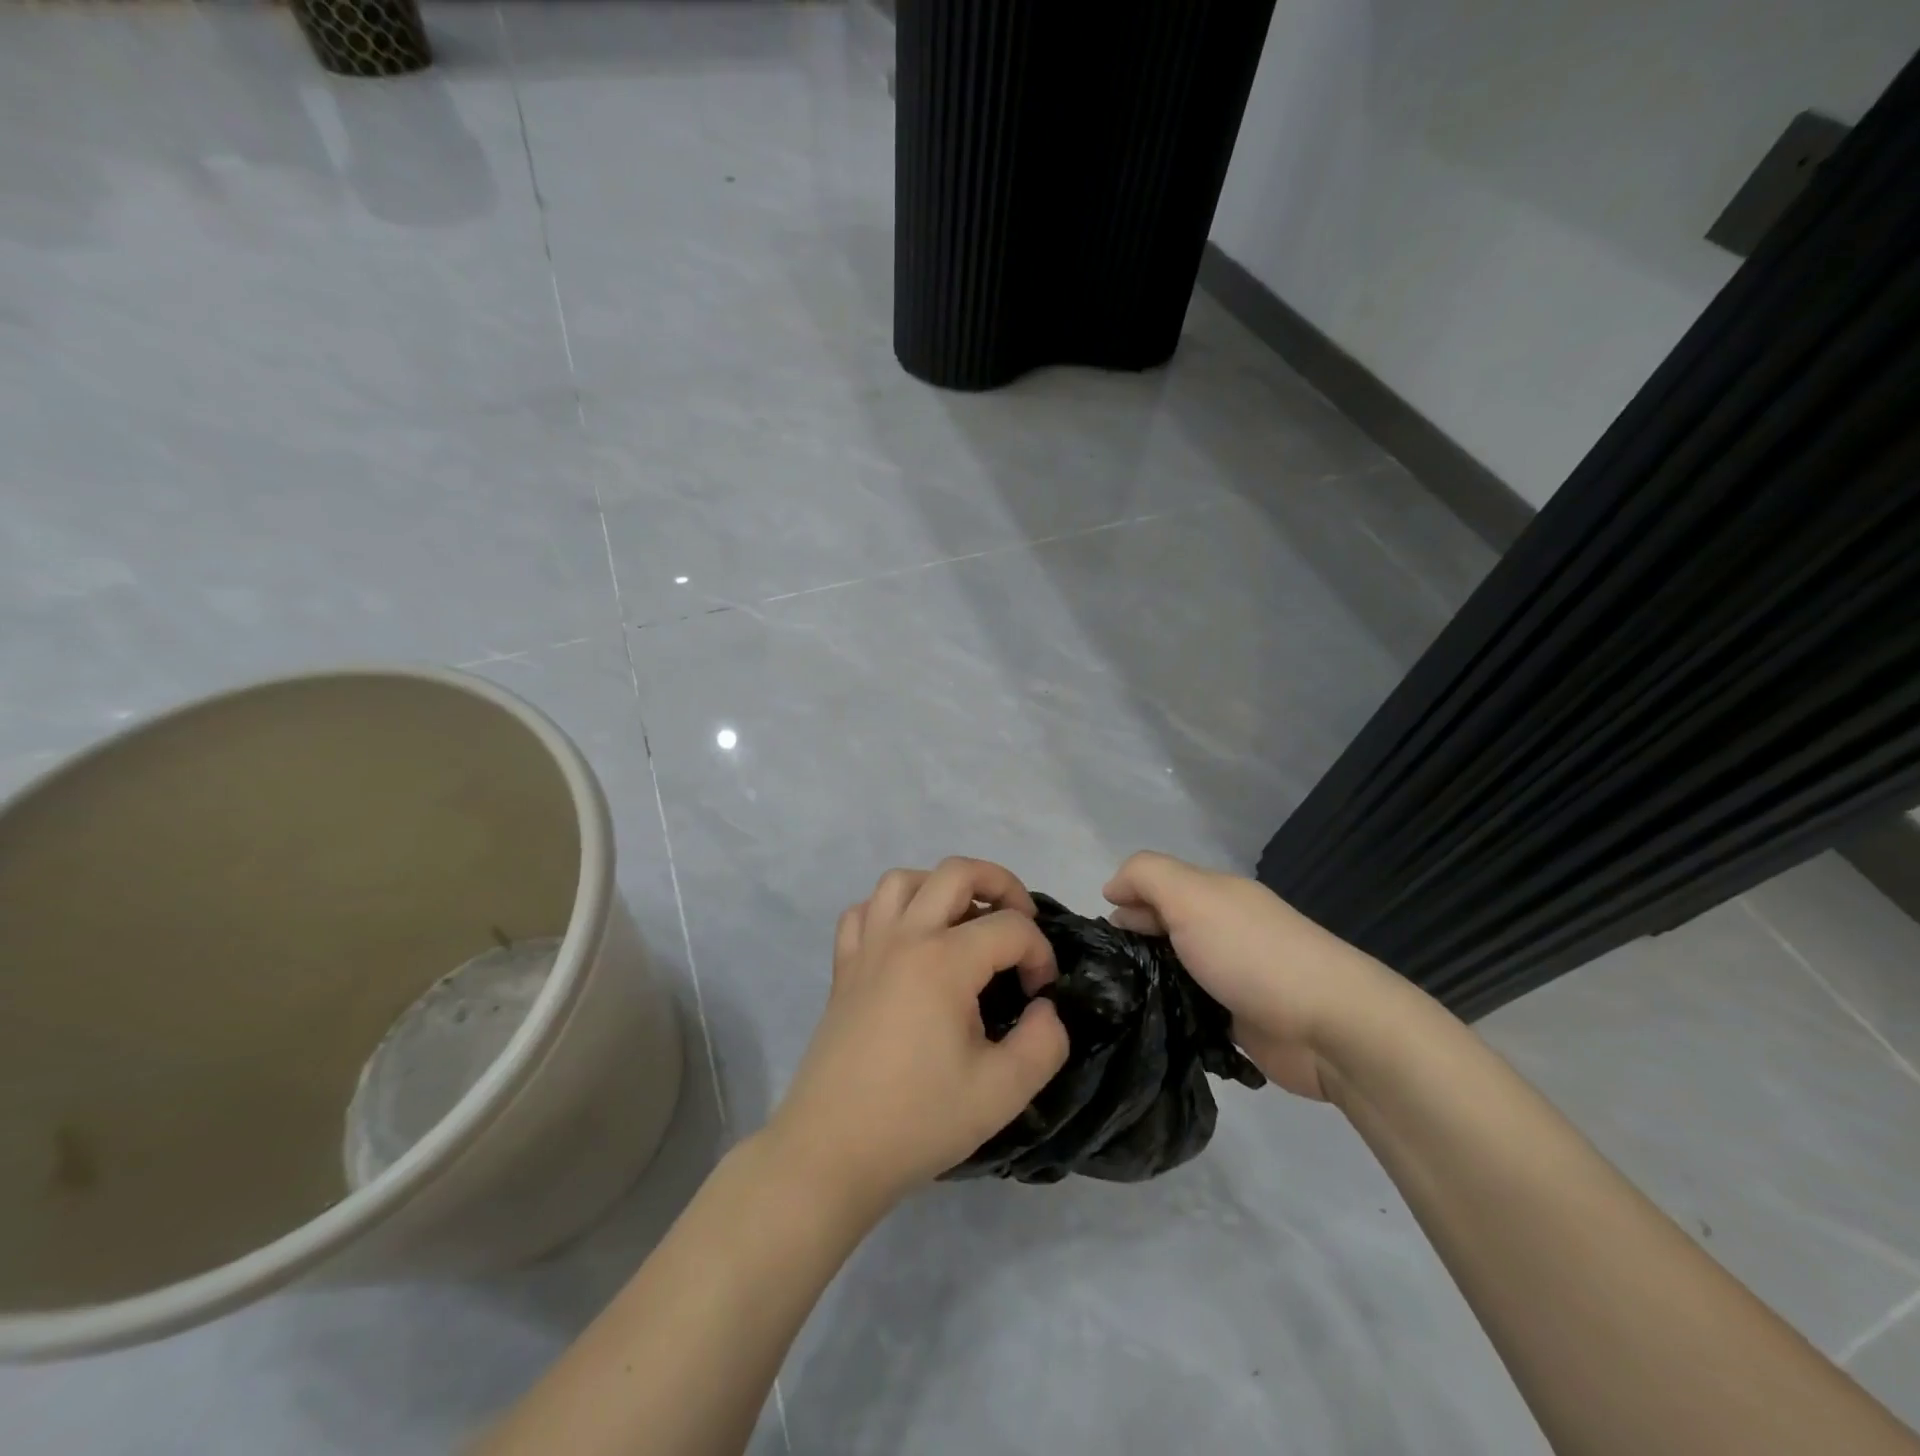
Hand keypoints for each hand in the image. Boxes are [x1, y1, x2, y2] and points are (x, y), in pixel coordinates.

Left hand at [765, 858, 1069, 1213]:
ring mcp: (867, 948)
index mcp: (944, 961)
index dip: (1040, 953)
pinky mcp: (843, 968)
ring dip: (941, 888)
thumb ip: (1044, 1042)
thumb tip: (1045, 1008)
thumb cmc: (918, 1120)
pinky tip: (908, 941)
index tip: (1041, 995)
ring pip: (903, 880)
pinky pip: (864, 912)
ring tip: (964, 922)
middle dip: (1001, 884)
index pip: (1010, 927)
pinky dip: (891, 911)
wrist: (831, 1151)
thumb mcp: (1002, 1092)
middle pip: (956, 871)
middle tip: (1022, 921)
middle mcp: (904, 937)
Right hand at [1103, 852, 1393, 1099]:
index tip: (1101, 934)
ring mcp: (1231, 976)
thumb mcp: (1191, 896)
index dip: (1124, 900)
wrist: (1329, 1025)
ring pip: (1174, 970)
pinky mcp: (1238, 1021)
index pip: (1155, 885)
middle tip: (1104, 972)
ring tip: (1115, 1003)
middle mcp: (1221, 929)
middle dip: (1132, 942)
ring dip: (1148, 982)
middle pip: (1163, 927)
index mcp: (1213, 895)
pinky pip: (1191, 1010)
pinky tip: (1146, 1025)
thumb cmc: (1251, 953)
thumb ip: (1147, 876)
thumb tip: (1113, 889)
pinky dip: (1171, 1014)